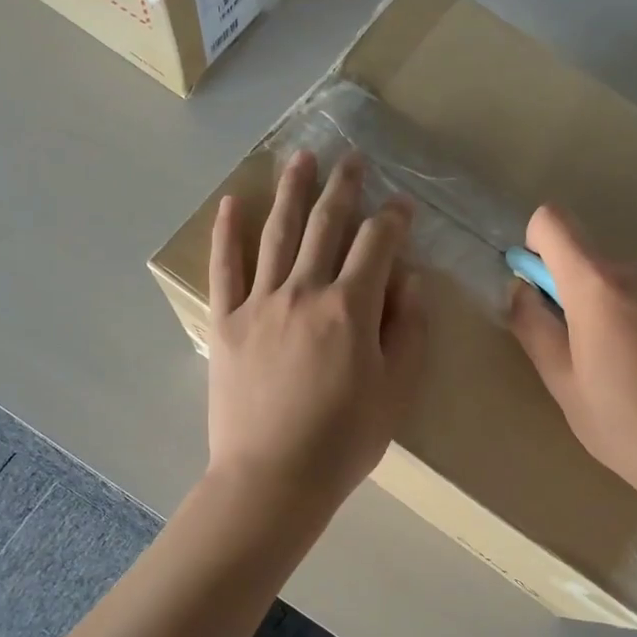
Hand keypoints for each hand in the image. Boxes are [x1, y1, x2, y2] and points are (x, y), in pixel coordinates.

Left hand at [206, 150, 425, 513]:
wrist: (273, 478)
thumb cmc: (344, 441)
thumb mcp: (397, 391)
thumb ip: (409, 330)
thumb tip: (411, 280)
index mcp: (351, 308)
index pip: (377, 245)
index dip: (393, 220)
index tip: (402, 206)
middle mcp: (304, 292)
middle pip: (325, 225)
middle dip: (343, 188)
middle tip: (351, 159)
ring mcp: (260, 303)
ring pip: (277, 233)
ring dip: (291, 191)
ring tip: (300, 158)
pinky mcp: (226, 321)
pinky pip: (226, 268)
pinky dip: (228, 233)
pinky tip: (232, 203)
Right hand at [508, 204, 636, 510]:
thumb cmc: (626, 426)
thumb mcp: (562, 384)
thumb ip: (533, 326)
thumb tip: (521, 289)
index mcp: (599, 286)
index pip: (553, 222)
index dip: (538, 247)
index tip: (546, 292)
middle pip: (595, 263)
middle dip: (585, 297)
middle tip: (597, 356)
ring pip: (632, 281)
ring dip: (625, 308)